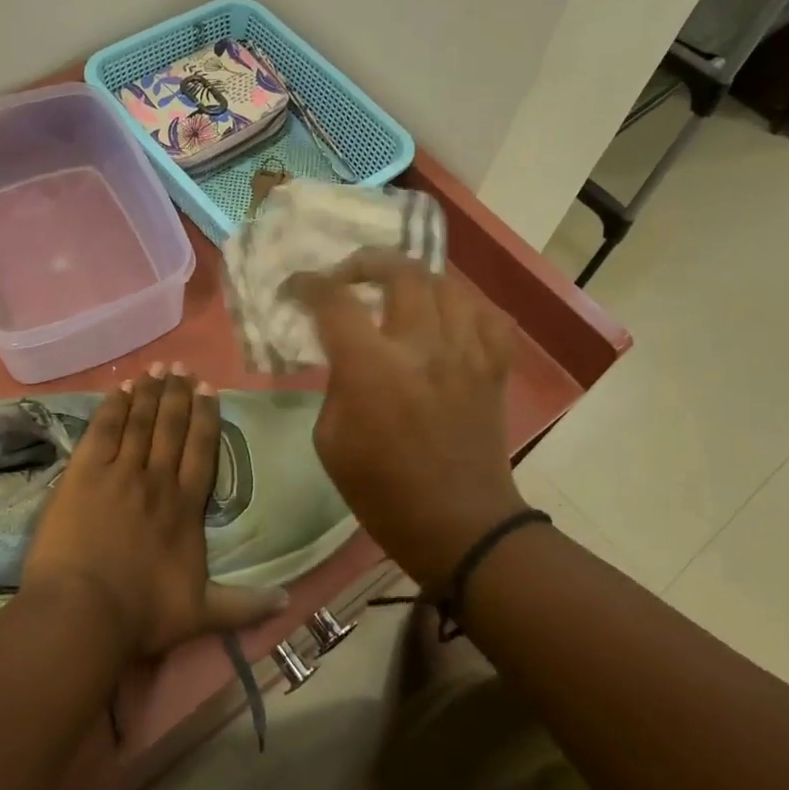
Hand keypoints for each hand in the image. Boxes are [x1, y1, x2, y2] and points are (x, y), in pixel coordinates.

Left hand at [20, 365, 286, 657]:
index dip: (206, 417)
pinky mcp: (84, 473)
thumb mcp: (202, 615)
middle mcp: (157, 480)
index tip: (209, 389)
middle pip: (171, 428)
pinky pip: (102, 430)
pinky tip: (119, 389)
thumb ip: (244, 606)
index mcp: (186, 507)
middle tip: (182, 367)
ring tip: (155, 369)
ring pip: (139, 422)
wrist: (84, 613)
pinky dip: (112, 407)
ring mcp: (119, 473)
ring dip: (148, 393)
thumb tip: (287, 601)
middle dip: (177, 395)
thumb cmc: (142, 614)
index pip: (201, 451)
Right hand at [286, 250, 525, 593]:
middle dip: (366, 263)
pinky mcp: (494, 368)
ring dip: (414, 280)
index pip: (334, 300)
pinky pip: (488, 316)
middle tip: (348, 277)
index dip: (308, 284)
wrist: (458, 526)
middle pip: (400, 272)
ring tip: (396, 292)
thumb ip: (335, 384)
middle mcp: (423, 347)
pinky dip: (465, 308)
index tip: (294, 288)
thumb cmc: (382, 492)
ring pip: (446, 284)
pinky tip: (448, 318)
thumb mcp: (329, 440)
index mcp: (372, 369)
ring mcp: (466, 353)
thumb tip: (345, 354)